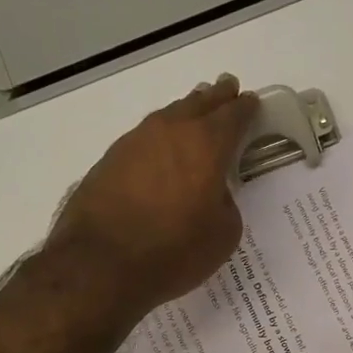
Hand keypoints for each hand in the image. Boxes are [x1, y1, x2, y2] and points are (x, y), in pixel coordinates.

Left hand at [50, 75, 260, 312]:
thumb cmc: (174, 251)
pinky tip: (161, 150)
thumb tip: (212, 194)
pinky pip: (144, 138)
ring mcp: (135, 142)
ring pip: (168, 116)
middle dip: (216, 97)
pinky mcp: (110, 160)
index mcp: (207, 145)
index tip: (251, 102)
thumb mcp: (222, 235)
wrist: (102, 263)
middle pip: (198, 103)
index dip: (245, 108)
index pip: (233, 115)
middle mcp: (170, 131)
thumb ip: (225, 204)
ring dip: (185, 112)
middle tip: (226, 89)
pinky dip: (159, 139)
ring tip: (195, 112)